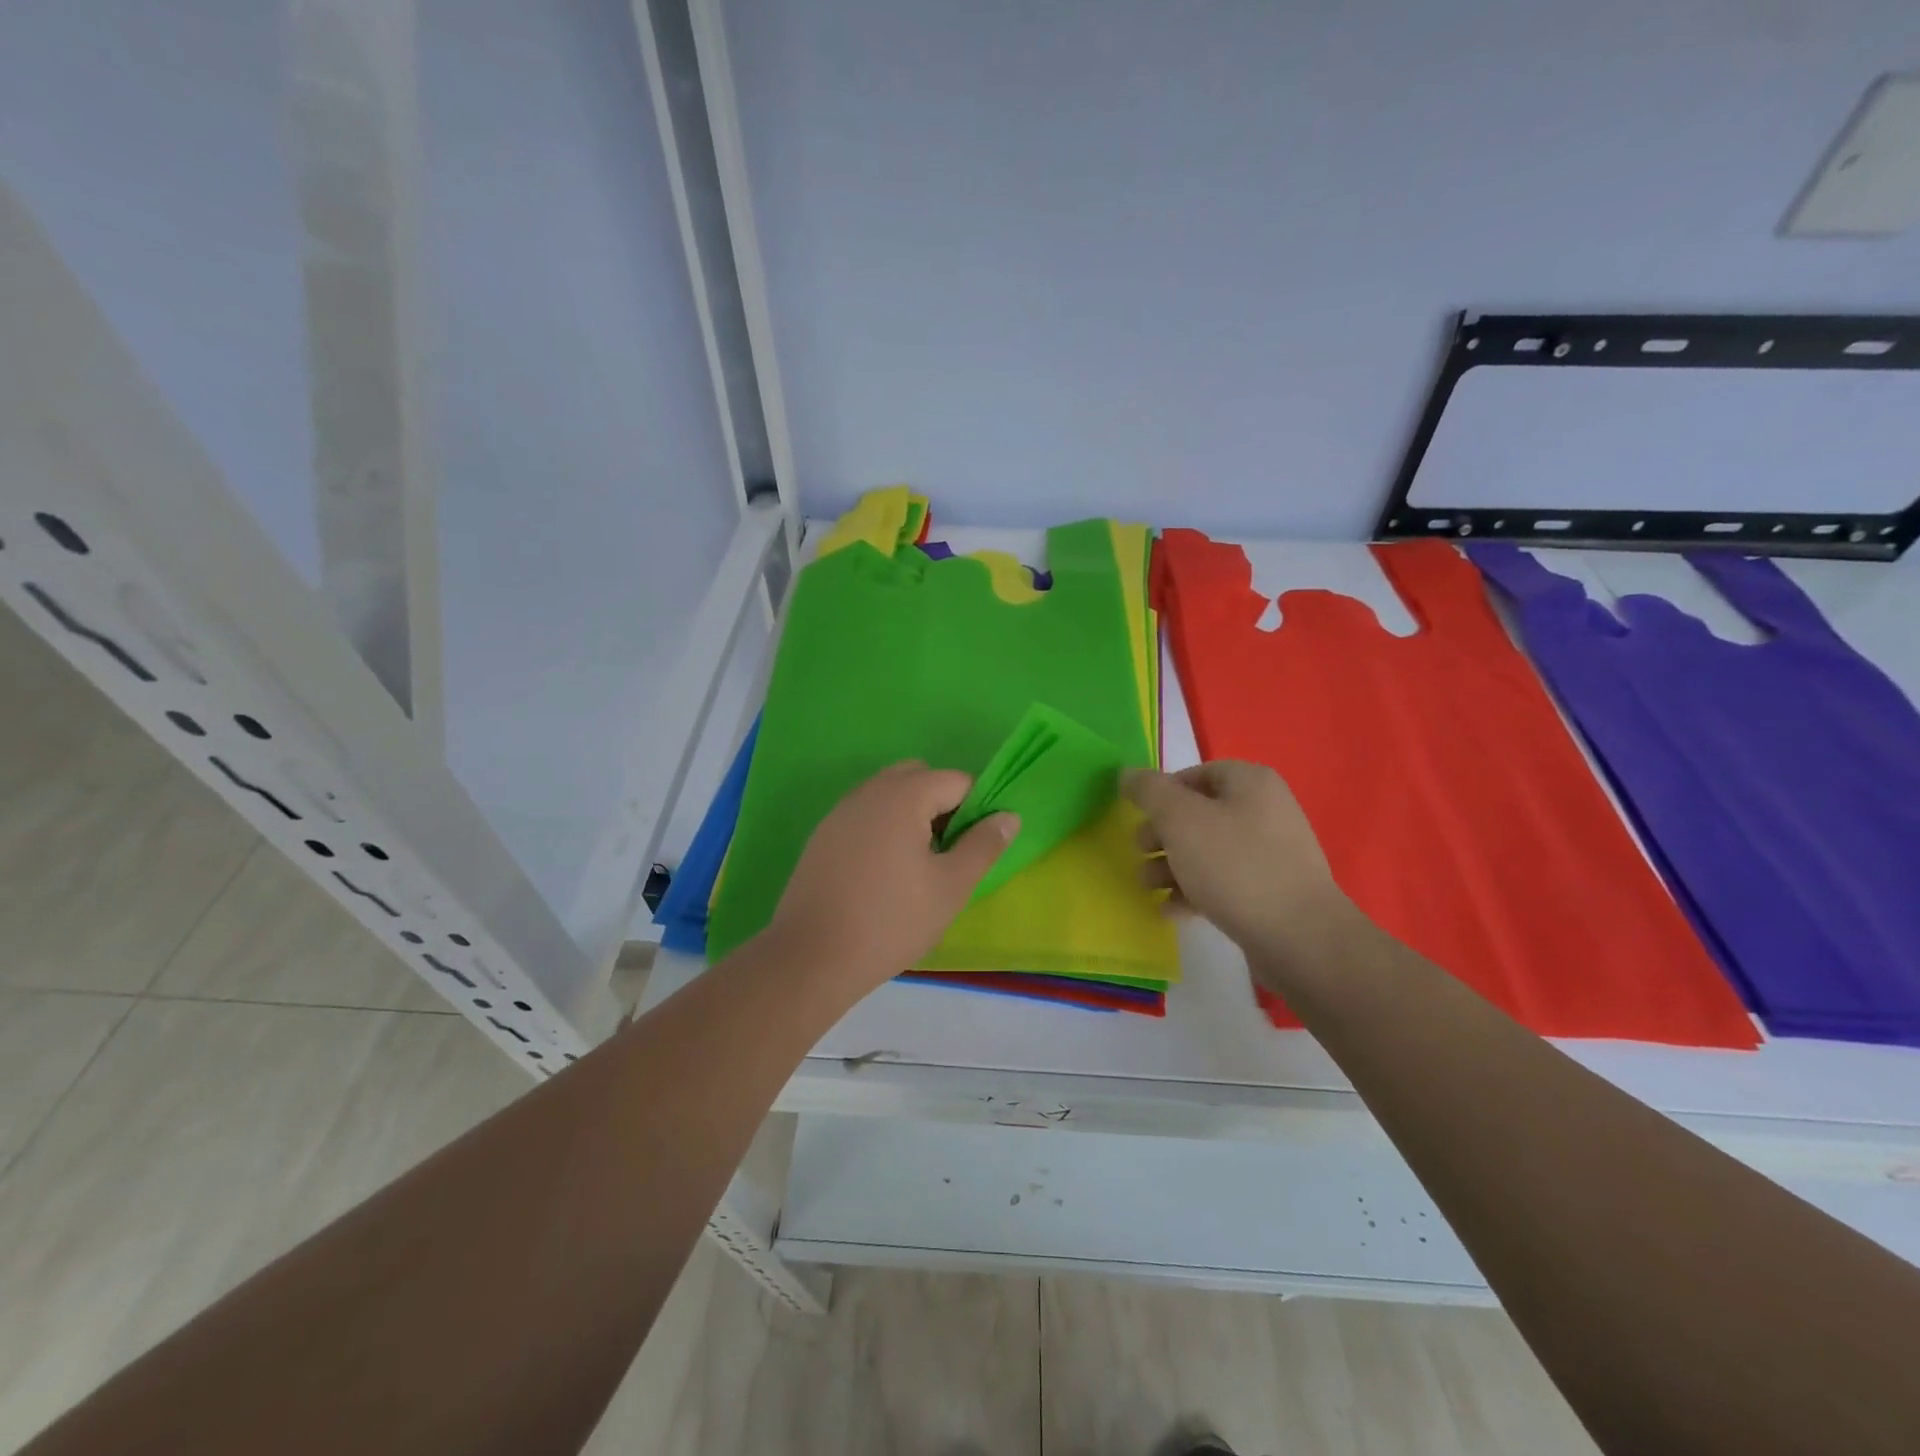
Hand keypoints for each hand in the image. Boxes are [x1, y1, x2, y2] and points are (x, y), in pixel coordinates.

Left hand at [765, 762, 1017, 996]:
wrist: (811, 957)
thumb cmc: (891, 920)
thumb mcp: (951, 887)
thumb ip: (983, 845)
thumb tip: (1008, 816)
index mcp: (904, 795)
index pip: (957, 781)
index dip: (976, 809)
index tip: (975, 848)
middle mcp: (870, 791)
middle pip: (920, 778)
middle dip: (943, 805)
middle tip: (948, 853)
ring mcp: (841, 811)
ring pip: (890, 795)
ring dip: (913, 816)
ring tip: (918, 867)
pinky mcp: (823, 835)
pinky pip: (866, 815)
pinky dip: (884, 829)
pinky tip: (883, 875)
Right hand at [1124, 761, 1349, 960]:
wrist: (1298, 937)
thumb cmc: (1234, 865)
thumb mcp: (1180, 819)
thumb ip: (1149, 791)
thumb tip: (1127, 772)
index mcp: (1250, 782)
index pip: (1195, 774)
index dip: (1162, 793)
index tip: (1138, 816)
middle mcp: (1265, 810)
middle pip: (1198, 813)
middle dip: (1161, 834)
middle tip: (1140, 851)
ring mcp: (1271, 853)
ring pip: (1207, 850)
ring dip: (1171, 866)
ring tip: (1148, 886)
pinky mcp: (1270, 891)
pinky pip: (1223, 882)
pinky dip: (1194, 890)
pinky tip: (1172, 910)